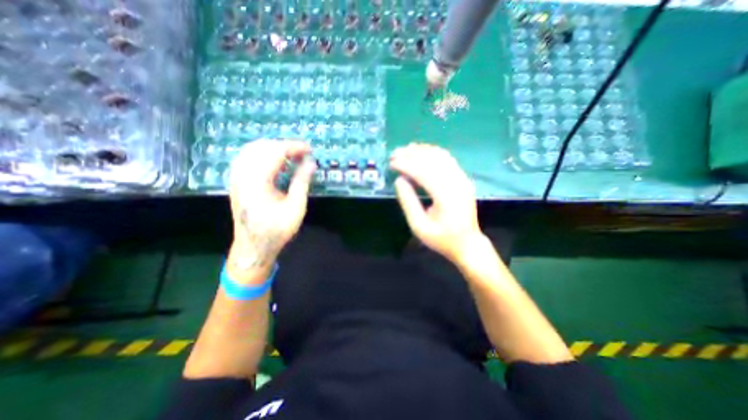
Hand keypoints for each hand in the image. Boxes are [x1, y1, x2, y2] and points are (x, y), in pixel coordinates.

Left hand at [225, 140, 312, 276]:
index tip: (310, 150)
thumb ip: (301, 182)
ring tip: (291, 157)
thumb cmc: (276, 230)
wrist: (253, 247)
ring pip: (252, 149)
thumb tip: (311, 163)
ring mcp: (236, 177)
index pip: (275, 152)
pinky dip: (263, 155)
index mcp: (258, 181)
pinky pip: (247, 157)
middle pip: (263, 147)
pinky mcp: (236, 181)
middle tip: (303, 154)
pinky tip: (275, 163)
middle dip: (285, 146)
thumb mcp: (295, 208)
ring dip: (273, 149)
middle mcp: (243, 175)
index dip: (294, 147)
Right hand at [388, 142, 481, 264]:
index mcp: (446, 197)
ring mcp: (462, 179)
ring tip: (406, 149)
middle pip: (432, 160)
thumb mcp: (419, 226)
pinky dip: (433, 152)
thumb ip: (408, 202)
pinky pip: (448, 159)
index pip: (423, 172)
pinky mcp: (463, 178)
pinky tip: (422, 152)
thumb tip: (399, 180)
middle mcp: (457, 183)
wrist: (467, 243)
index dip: (405, 165)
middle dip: (411, 154)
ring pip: (441, 156)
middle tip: (395, 153)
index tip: (391, 162)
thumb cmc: (441, 239)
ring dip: (422, 150)